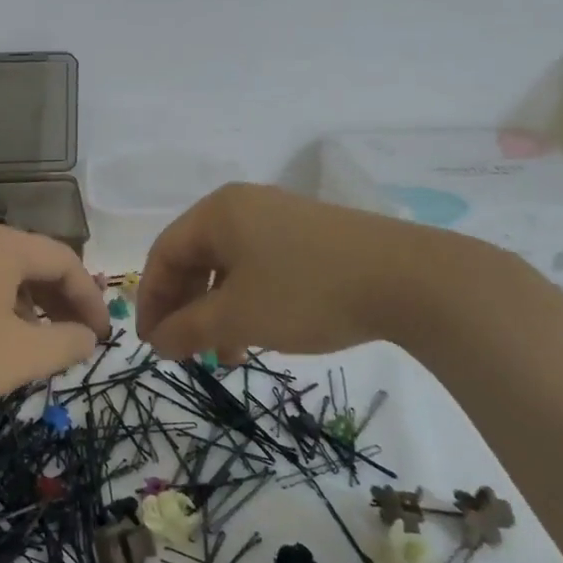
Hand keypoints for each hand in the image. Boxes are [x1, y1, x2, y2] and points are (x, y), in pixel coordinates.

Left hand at [0, 223, 109, 411]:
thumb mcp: (19, 356)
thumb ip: (65, 344)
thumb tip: (88, 335)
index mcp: (4, 247)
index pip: (65, 262)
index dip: (91, 300)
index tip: (102, 337)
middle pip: (33, 264)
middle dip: (61, 302)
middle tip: (76, 339)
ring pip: (2, 274)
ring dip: (29, 306)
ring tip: (37, 344)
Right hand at [136, 183, 472, 361]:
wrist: (412, 280)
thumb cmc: (308, 292)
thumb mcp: (238, 316)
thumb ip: (188, 329)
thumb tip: (157, 342)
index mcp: (218, 212)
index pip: (164, 254)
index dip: (151, 301)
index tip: (151, 344)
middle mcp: (244, 206)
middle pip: (194, 259)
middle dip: (186, 309)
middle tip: (185, 351)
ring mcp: (280, 218)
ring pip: (229, 267)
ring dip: (217, 312)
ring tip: (227, 356)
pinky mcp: (311, 236)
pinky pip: (260, 267)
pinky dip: (249, 302)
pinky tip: (260, 335)